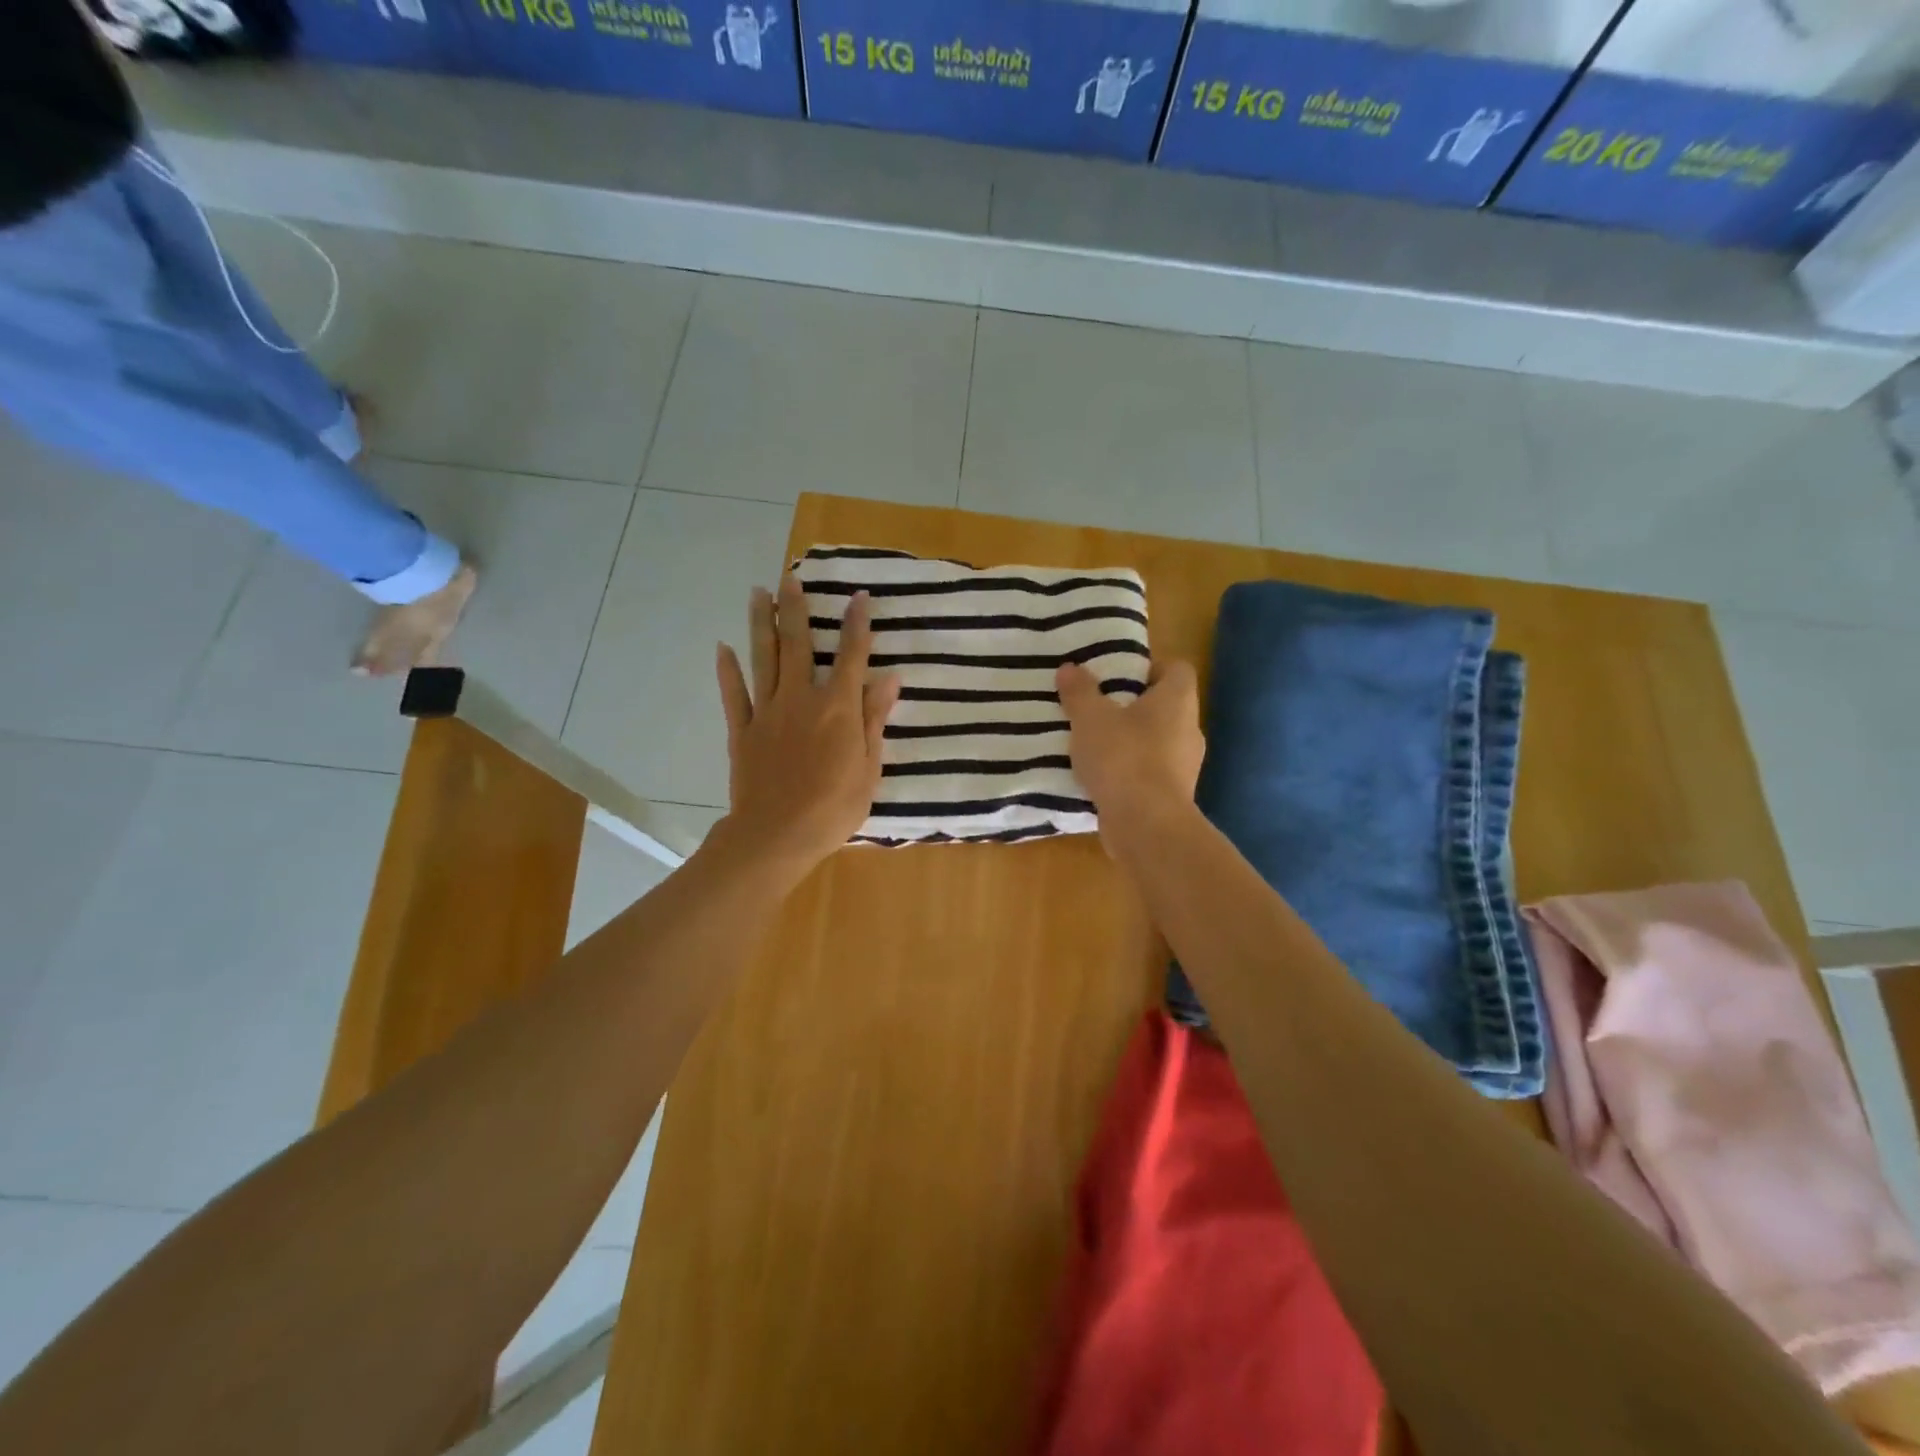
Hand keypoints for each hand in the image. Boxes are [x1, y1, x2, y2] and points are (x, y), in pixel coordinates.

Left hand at [715, 576, 900, 879]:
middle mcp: (801, 699)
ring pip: (763, 659)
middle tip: (791, 578)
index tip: (859, 596)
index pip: (851, 656)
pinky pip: (734, 694)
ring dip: (760, 624)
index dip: (857, 625)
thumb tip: (890, 678)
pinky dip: (727, 670)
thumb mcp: (869, 767)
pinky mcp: (742, 731)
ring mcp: (767, 712)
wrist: (777, 835)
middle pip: (798, 645)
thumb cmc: (833, 807)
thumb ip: (875, 719)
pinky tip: (723, 648)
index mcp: (837, 708)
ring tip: (757, 593)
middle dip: (796, 609)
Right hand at [1056, 660, 1204, 852]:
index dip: (1148, 667)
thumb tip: (1070, 668)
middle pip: (1163, 705)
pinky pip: (1148, 772)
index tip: (1116, 675)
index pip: (1176, 668)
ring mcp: (1184, 765)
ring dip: (1128, 740)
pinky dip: (1128, 771)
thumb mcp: (1090, 718)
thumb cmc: (1123, 758)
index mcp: (1177, 700)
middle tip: (1096, 706)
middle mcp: (1189, 729)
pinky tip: (1100, 776)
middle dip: (1130, 706)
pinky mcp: (1173, 795)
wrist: (1147, 826)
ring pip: (1154, 741)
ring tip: (1092, 742)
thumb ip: (1079, 691)